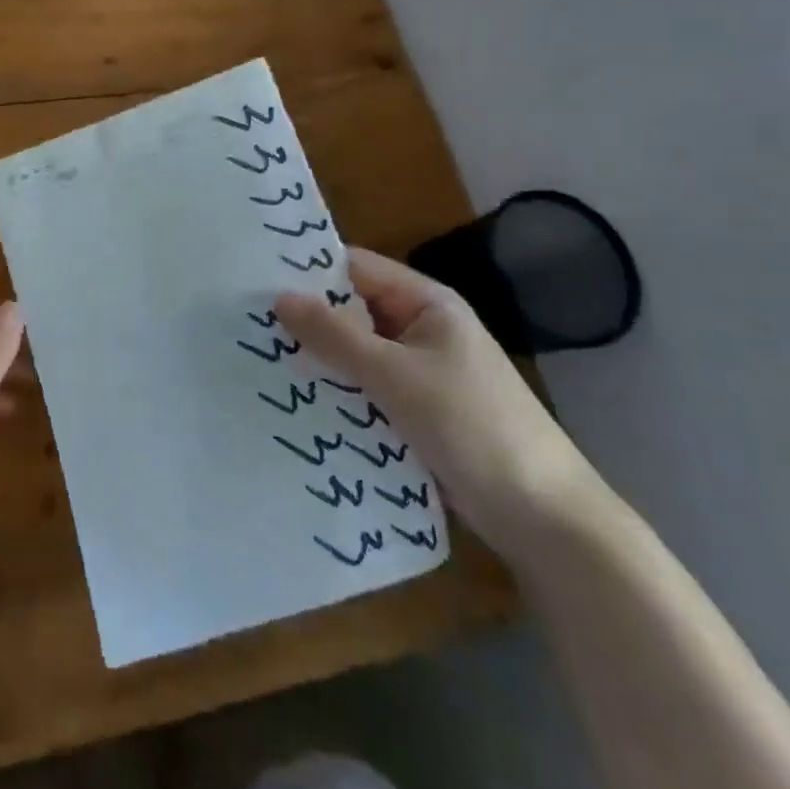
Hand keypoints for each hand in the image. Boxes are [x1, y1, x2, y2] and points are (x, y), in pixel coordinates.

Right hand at [275, 246, 599, 560]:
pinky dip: (337, 393)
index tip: (254, 276)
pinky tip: (294, 402)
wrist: (545, 519)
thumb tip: (280, 297)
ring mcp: (420, 374)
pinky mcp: (417, 413)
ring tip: (255, 360)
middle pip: (354, 312)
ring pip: (356, 355)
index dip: (309, 270)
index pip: (356, 269)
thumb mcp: (397, 376)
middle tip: (244, 322)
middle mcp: (422, 330)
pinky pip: (366, 391)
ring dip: (319, 360)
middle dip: (307, 319)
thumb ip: (336, 336)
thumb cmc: (473, 427)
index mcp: (427, 303)